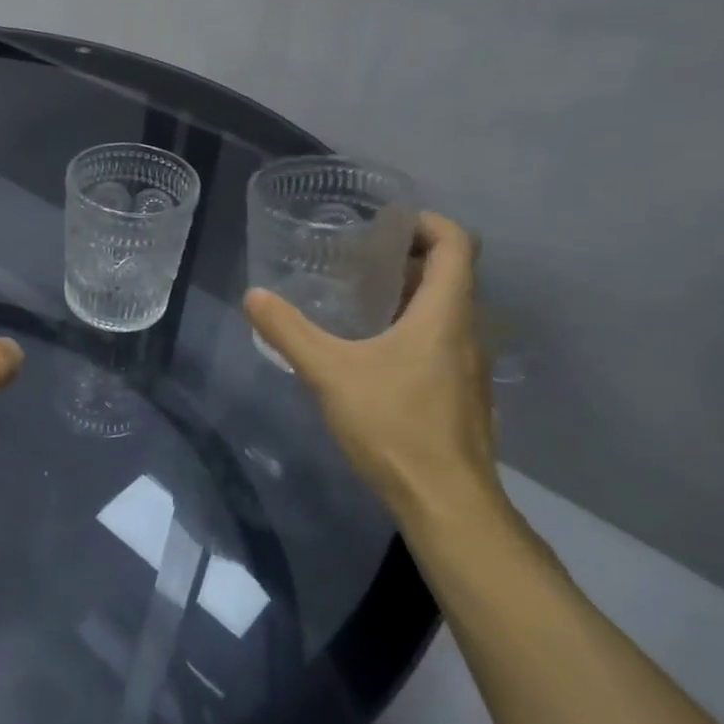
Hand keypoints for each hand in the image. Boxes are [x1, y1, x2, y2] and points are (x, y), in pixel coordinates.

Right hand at [244, 212, 505, 529]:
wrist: (446, 501)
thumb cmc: (394, 425)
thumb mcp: (328, 372)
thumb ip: (289, 331)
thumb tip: (254, 296)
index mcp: (444, 314)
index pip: (457, 244)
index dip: (426, 222)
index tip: (384, 223)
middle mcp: (468, 331)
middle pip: (453, 273)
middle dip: (408, 256)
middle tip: (357, 256)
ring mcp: (469, 365)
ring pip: (447, 309)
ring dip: (410, 293)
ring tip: (358, 297)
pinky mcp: (462, 393)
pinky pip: (443, 339)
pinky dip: (413, 326)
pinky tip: (372, 349)